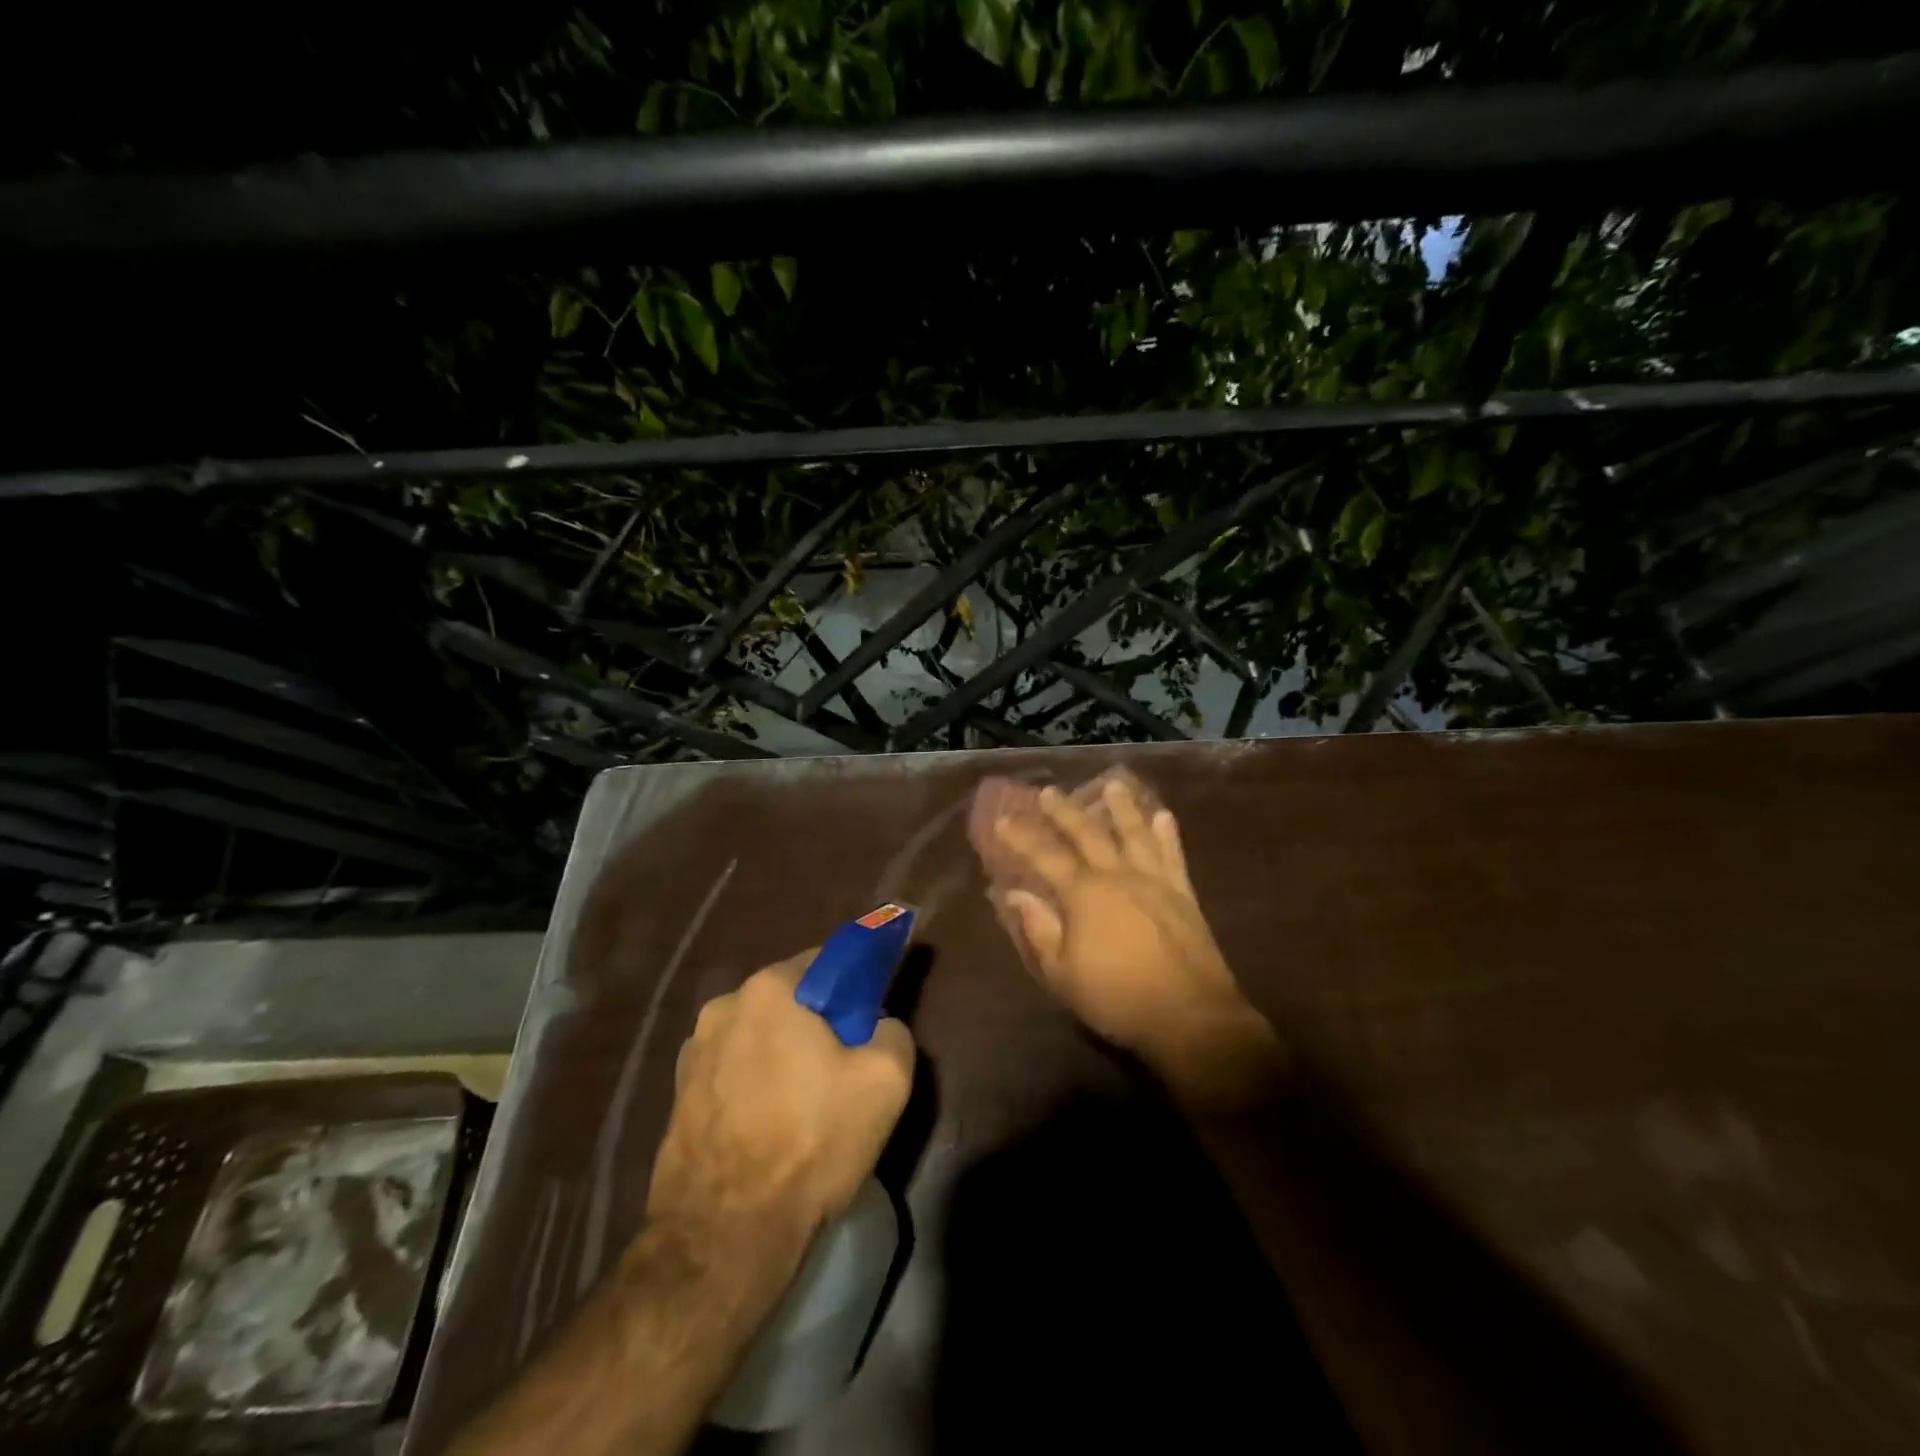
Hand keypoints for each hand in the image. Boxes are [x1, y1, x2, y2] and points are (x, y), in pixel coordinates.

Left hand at [649, 952, 913, 1241]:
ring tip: (805, 1106)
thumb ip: (892, 1030)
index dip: (855, 986)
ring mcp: (692, 1053)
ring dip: (783, 1055)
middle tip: (844, 1067)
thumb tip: (877, 1026)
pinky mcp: (677, 1096)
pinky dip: (755, 1085)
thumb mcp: (886, 1080)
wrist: (725, 1235)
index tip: (870, 1018)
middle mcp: (723, 1006)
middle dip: (818, 1023)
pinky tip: (770, 1127)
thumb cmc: (811, 1141)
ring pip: (759, 1037)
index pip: (826, 961)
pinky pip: (733, 1071)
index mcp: (769, 989)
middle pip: (790, 1000)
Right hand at [990, 776, 1284, 1106]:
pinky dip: (1168, 834)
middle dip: (1065, 811)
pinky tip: (1164, 816)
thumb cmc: (1117, 998)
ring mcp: (1154, 881)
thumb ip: (1039, 929)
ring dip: (1122, 807)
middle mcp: (1118, 875)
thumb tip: (1015, 894)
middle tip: (1049, 791)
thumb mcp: (1063, 973)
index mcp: (1084, 894)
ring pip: (1135, 833)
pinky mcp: (1183, 894)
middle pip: (1088, 834)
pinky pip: (1173, 855)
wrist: (1190, 1017)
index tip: (1003, 817)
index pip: (1045, 856)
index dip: (1021, 836)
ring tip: (1114, 784)